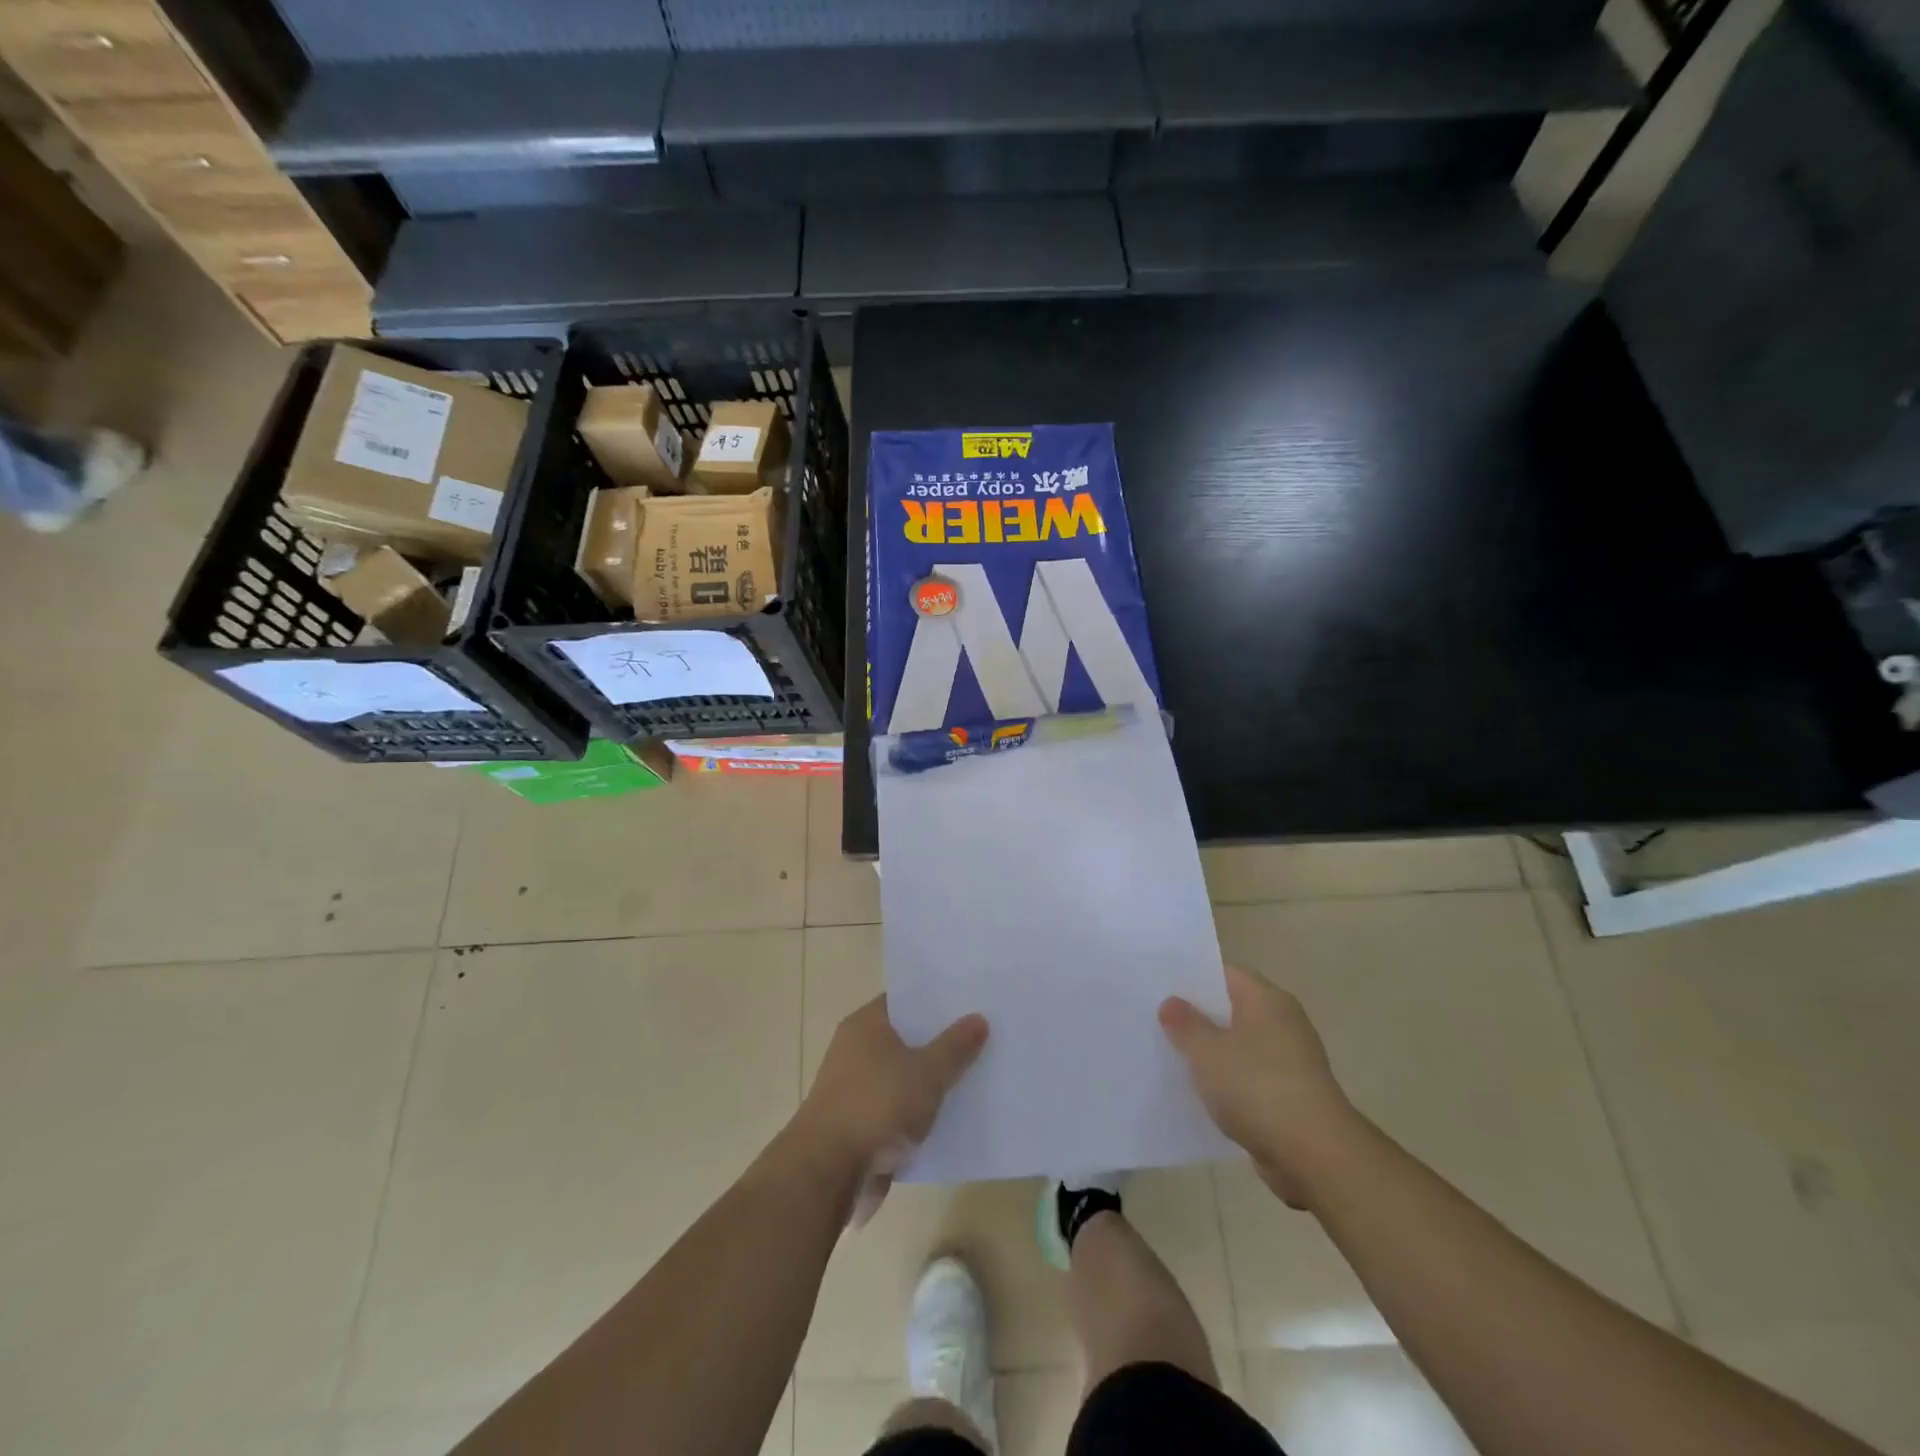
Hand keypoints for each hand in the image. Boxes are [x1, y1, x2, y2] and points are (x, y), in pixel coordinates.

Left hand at [793, 995, 987, 1223]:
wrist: (827, 1173)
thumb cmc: (877, 1106)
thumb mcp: (927, 1073)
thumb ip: (954, 1046)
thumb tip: (978, 1018)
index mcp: (866, 1025)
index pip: (905, 1000)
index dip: (937, 1001)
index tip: (970, 1003)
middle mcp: (856, 1050)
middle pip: (906, 1038)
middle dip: (940, 1042)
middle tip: (983, 1038)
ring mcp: (855, 1089)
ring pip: (903, 1077)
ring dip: (930, 1082)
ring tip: (976, 1077)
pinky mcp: (859, 1126)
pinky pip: (897, 1110)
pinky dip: (918, 1114)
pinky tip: (951, 1118)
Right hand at [1160, 965, 1363, 1208]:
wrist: (1314, 1156)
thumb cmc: (1257, 1088)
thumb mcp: (1207, 1051)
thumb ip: (1185, 1024)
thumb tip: (1172, 1002)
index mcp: (1267, 1000)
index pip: (1226, 974)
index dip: (1194, 979)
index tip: (1162, 988)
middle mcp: (1283, 1024)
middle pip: (1233, 1010)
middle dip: (1199, 1018)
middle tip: (1158, 1021)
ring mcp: (1291, 1062)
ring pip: (1240, 1047)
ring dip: (1213, 1054)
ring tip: (1172, 1057)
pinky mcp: (1292, 1098)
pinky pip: (1250, 1080)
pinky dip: (1229, 1084)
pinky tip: (1201, 1095)